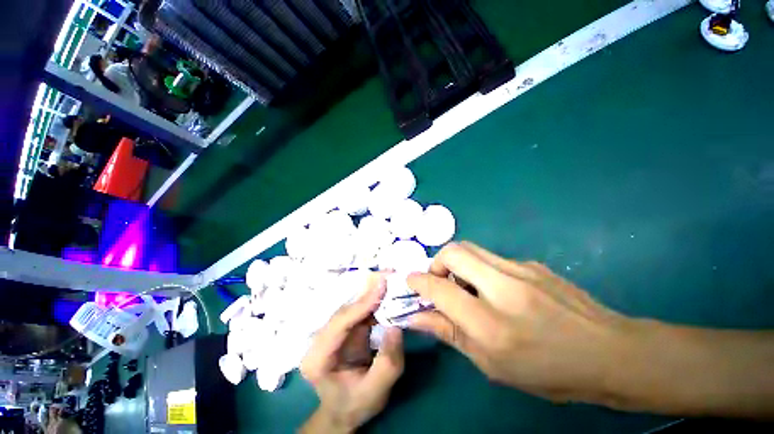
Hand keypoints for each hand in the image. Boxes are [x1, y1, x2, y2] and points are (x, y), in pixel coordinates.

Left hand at [300, 273, 403, 432]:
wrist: (345, 410)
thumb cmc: (355, 405)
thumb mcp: (375, 392)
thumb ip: (387, 363)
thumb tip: (396, 326)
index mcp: (317, 358)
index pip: (339, 324)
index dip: (361, 303)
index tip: (381, 285)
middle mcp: (321, 339)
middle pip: (345, 310)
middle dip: (367, 291)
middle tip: (388, 274)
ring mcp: (333, 332)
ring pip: (353, 306)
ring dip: (371, 292)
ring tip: (389, 279)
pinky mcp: (345, 328)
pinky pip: (360, 311)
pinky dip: (374, 300)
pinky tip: (386, 292)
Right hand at [407, 242, 631, 404]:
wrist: (610, 353)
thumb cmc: (548, 372)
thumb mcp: (491, 364)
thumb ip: (449, 334)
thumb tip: (416, 318)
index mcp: (491, 323)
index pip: (439, 288)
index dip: (418, 282)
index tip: (410, 282)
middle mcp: (503, 287)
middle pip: (454, 251)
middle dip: (437, 262)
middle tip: (439, 281)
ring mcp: (521, 269)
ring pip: (472, 249)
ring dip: (457, 263)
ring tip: (464, 286)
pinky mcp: (532, 263)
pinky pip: (492, 258)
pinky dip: (480, 268)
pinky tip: (495, 290)